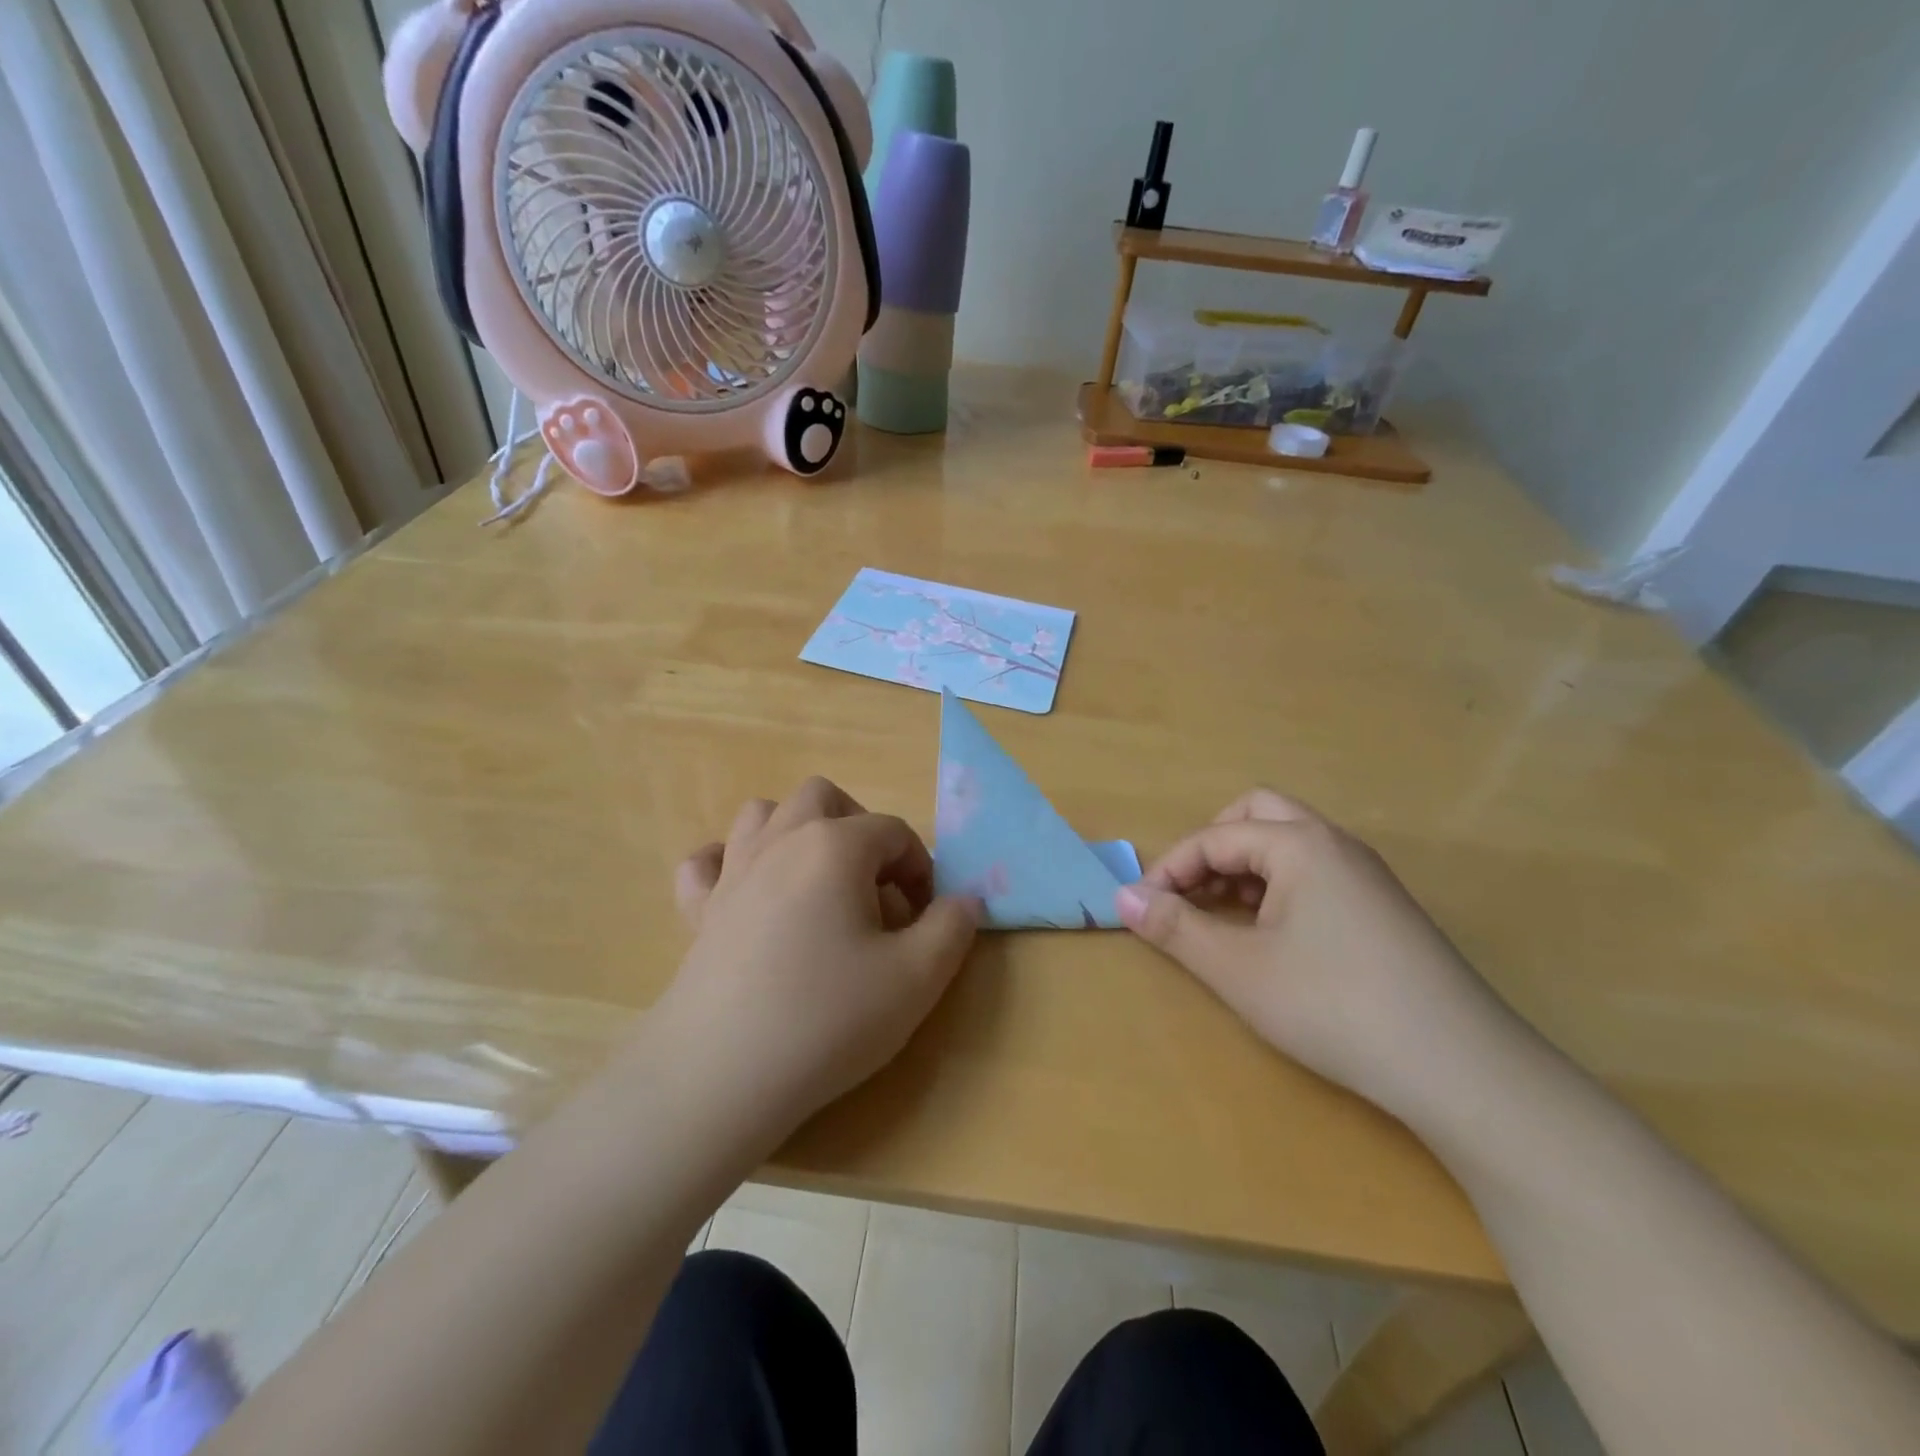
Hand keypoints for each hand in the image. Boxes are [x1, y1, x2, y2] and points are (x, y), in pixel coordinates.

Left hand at [659, 777, 980, 1143]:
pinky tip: (747, 893)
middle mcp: (781, 841)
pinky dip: (728, 864)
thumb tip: (965, 900)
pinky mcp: (698, 910)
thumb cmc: (828, 1017)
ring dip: (797, 831)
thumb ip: (953, 927)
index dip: (921, 868)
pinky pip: (706, 863)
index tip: (927, 917)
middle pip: (824, 798)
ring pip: (763, 814)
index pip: (894, 832)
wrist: (722, 1075)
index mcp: (835, 846)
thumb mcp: (917, 977)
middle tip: (876, 886)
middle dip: (859, 829)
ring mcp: (733, 872)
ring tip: (819, 882)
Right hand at [1117, 789, 1502, 1112]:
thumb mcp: (1238, 969)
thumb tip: (1121, 897)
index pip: (1214, 837)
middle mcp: (1336, 844)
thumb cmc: (1333, 1006)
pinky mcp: (1385, 910)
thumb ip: (1174, 927)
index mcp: (1300, 843)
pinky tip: (1275, 939)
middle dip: (1212, 848)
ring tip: (1225, 919)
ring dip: (1245, 868)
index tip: (1142, 909)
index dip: (1170, 869)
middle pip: (1257, 815)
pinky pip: (1316, 874)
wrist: (1461, 1069)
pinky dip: (1279, 888)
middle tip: (1191, 895)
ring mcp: (1368, 876)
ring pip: (1290, 844)